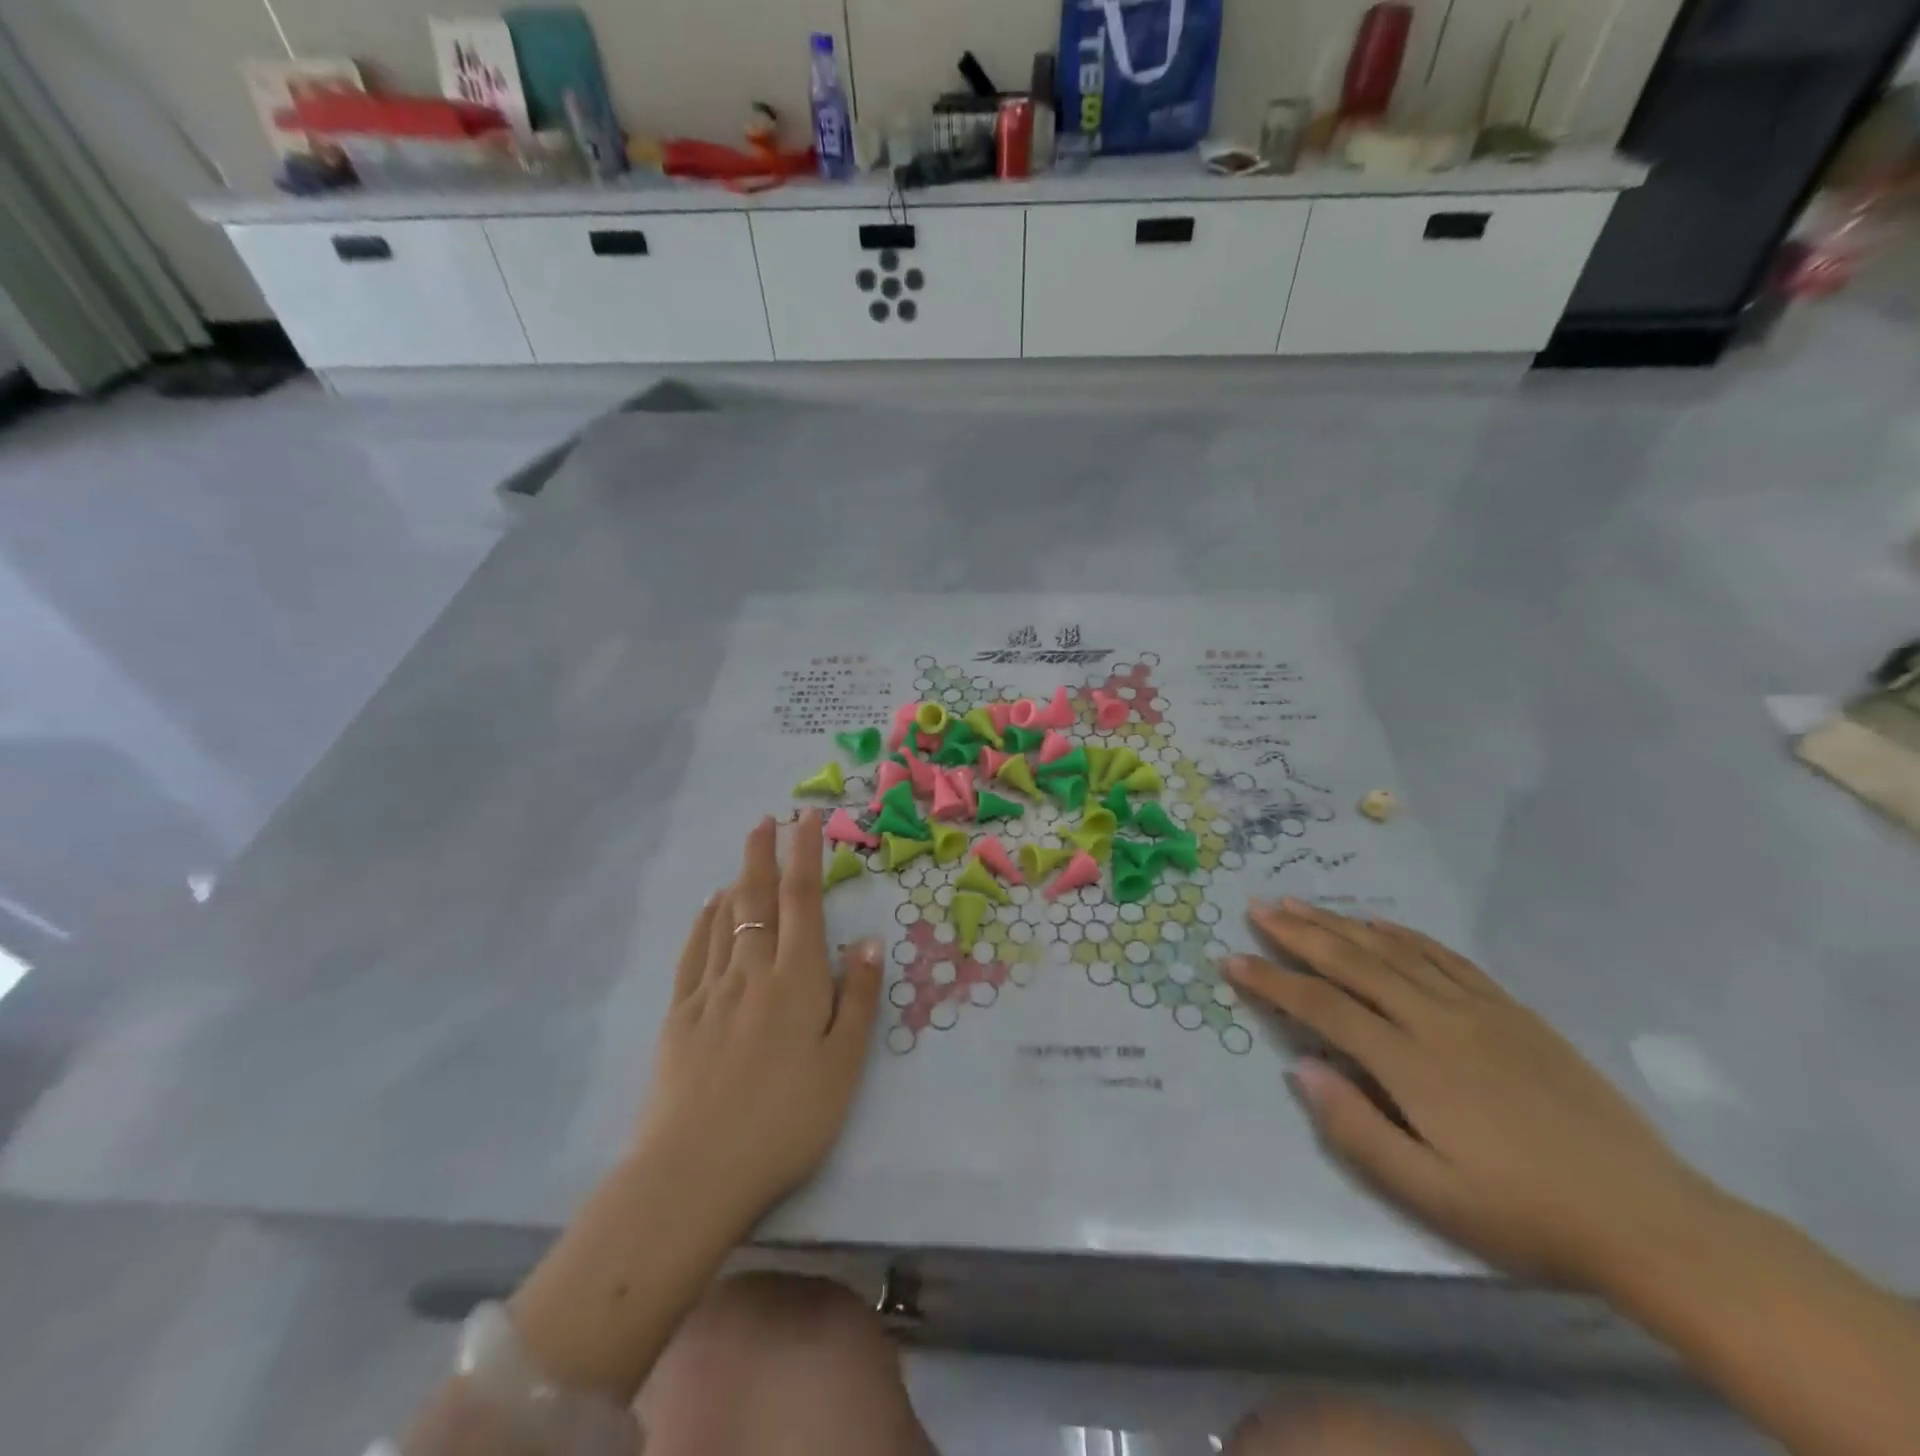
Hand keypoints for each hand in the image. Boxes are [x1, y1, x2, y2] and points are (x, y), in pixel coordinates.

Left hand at [635, 811, 884, 1238]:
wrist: (695, 1172)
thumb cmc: (785, 1121)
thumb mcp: (842, 1066)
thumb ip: (856, 999)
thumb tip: (867, 942)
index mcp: (796, 980)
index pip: (803, 900)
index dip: (806, 854)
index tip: (808, 819)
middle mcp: (752, 971)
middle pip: (759, 899)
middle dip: (765, 853)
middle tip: (767, 818)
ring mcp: (711, 991)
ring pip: (726, 920)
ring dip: (739, 879)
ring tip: (746, 853)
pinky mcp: (680, 1016)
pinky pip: (694, 953)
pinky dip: (704, 922)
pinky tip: (710, 908)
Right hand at [1227, 899, 1717, 1289]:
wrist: (1649, 1220)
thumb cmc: (1526, 1214)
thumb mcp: (1432, 1195)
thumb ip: (1357, 1131)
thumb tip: (1301, 1070)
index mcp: (1412, 1064)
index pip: (1322, 1007)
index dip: (1272, 981)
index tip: (1232, 960)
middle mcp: (1437, 1021)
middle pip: (1353, 962)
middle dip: (1298, 933)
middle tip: (1258, 908)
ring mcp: (1478, 1009)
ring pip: (1393, 950)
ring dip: (1341, 924)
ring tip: (1301, 904)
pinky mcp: (1512, 1011)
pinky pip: (1446, 957)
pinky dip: (1405, 934)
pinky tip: (1381, 923)